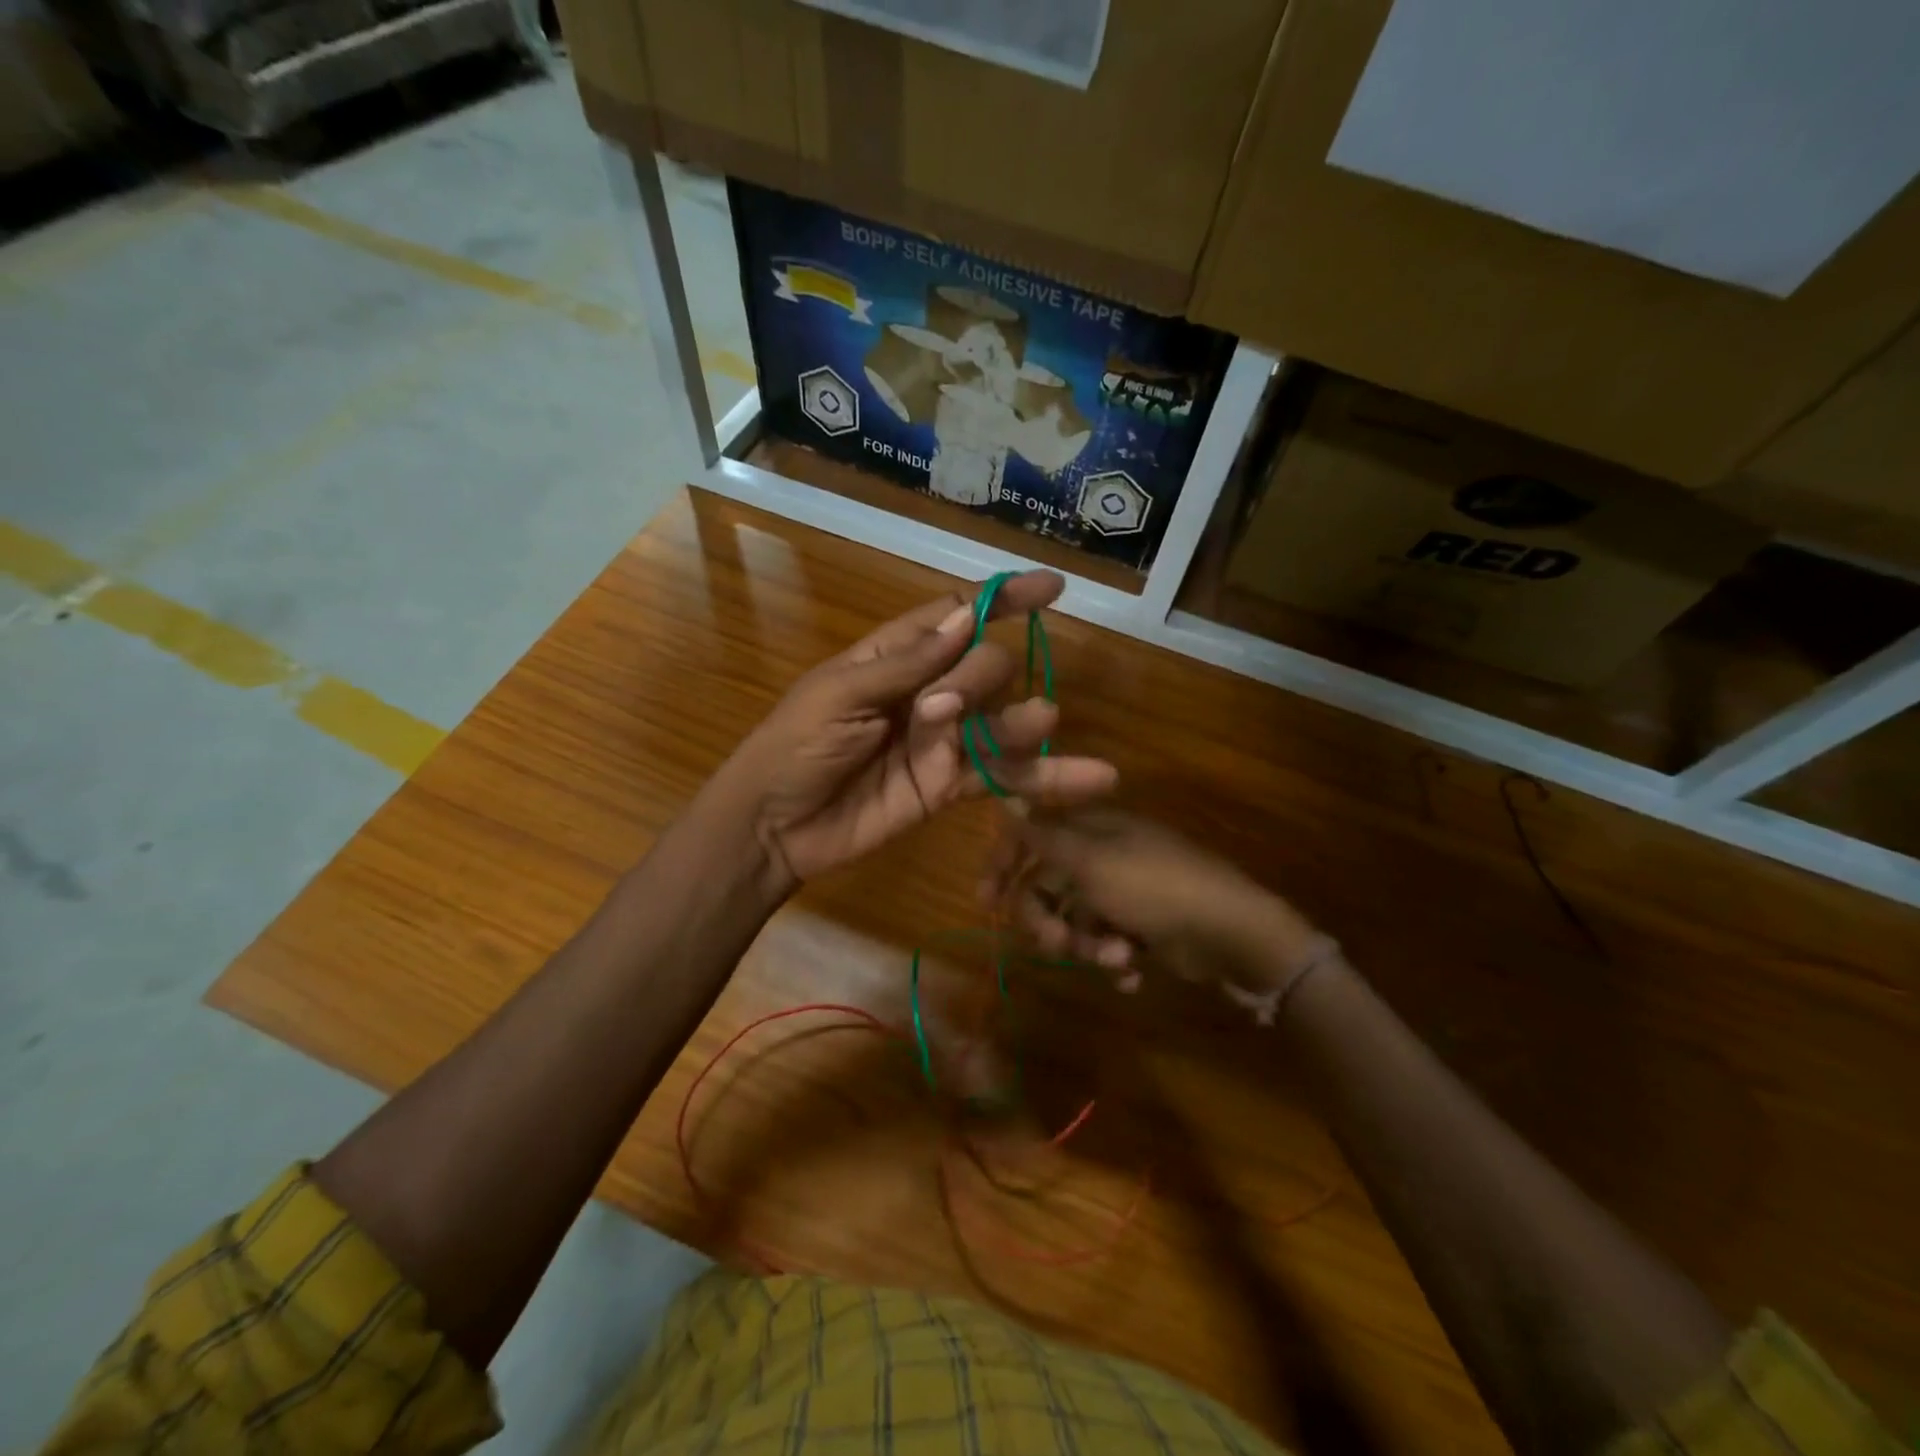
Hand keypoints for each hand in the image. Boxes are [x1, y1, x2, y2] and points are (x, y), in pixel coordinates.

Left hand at [719, 571, 1117, 891]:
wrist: (774, 826)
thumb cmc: (793, 746)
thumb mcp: (839, 695)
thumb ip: (907, 664)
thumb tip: (965, 620)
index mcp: (894, 657)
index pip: (958, 616)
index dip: (1002, 600)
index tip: (1051, 589)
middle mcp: (926, 692)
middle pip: (984, 665)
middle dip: (979, 675)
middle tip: (940, 708)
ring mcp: (942, 740)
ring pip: (1001, 719)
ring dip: (1024, 717)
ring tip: (1040, 719)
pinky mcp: (950, 786)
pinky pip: (1003, 775)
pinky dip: (1046, 777)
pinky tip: (1095, 776)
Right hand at [983, 808, 1327, 999]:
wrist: (1231, 932)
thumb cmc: (1154, 888)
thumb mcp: (1091, 861)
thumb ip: (1043, 837)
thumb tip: (1004, 800)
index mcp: (1091, 830)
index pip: (1031, 837)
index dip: (1004, 864)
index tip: (985, 900)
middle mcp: (1102, 857)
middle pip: (1048, 887)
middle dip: (1048, 920)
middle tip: (1056, 944)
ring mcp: (1123, 893)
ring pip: (1074, 921)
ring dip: (1086, 945)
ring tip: (1116, 957)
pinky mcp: (1141, 927)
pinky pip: (1105, 942)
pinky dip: (1112, 960)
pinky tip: (1131, 971)